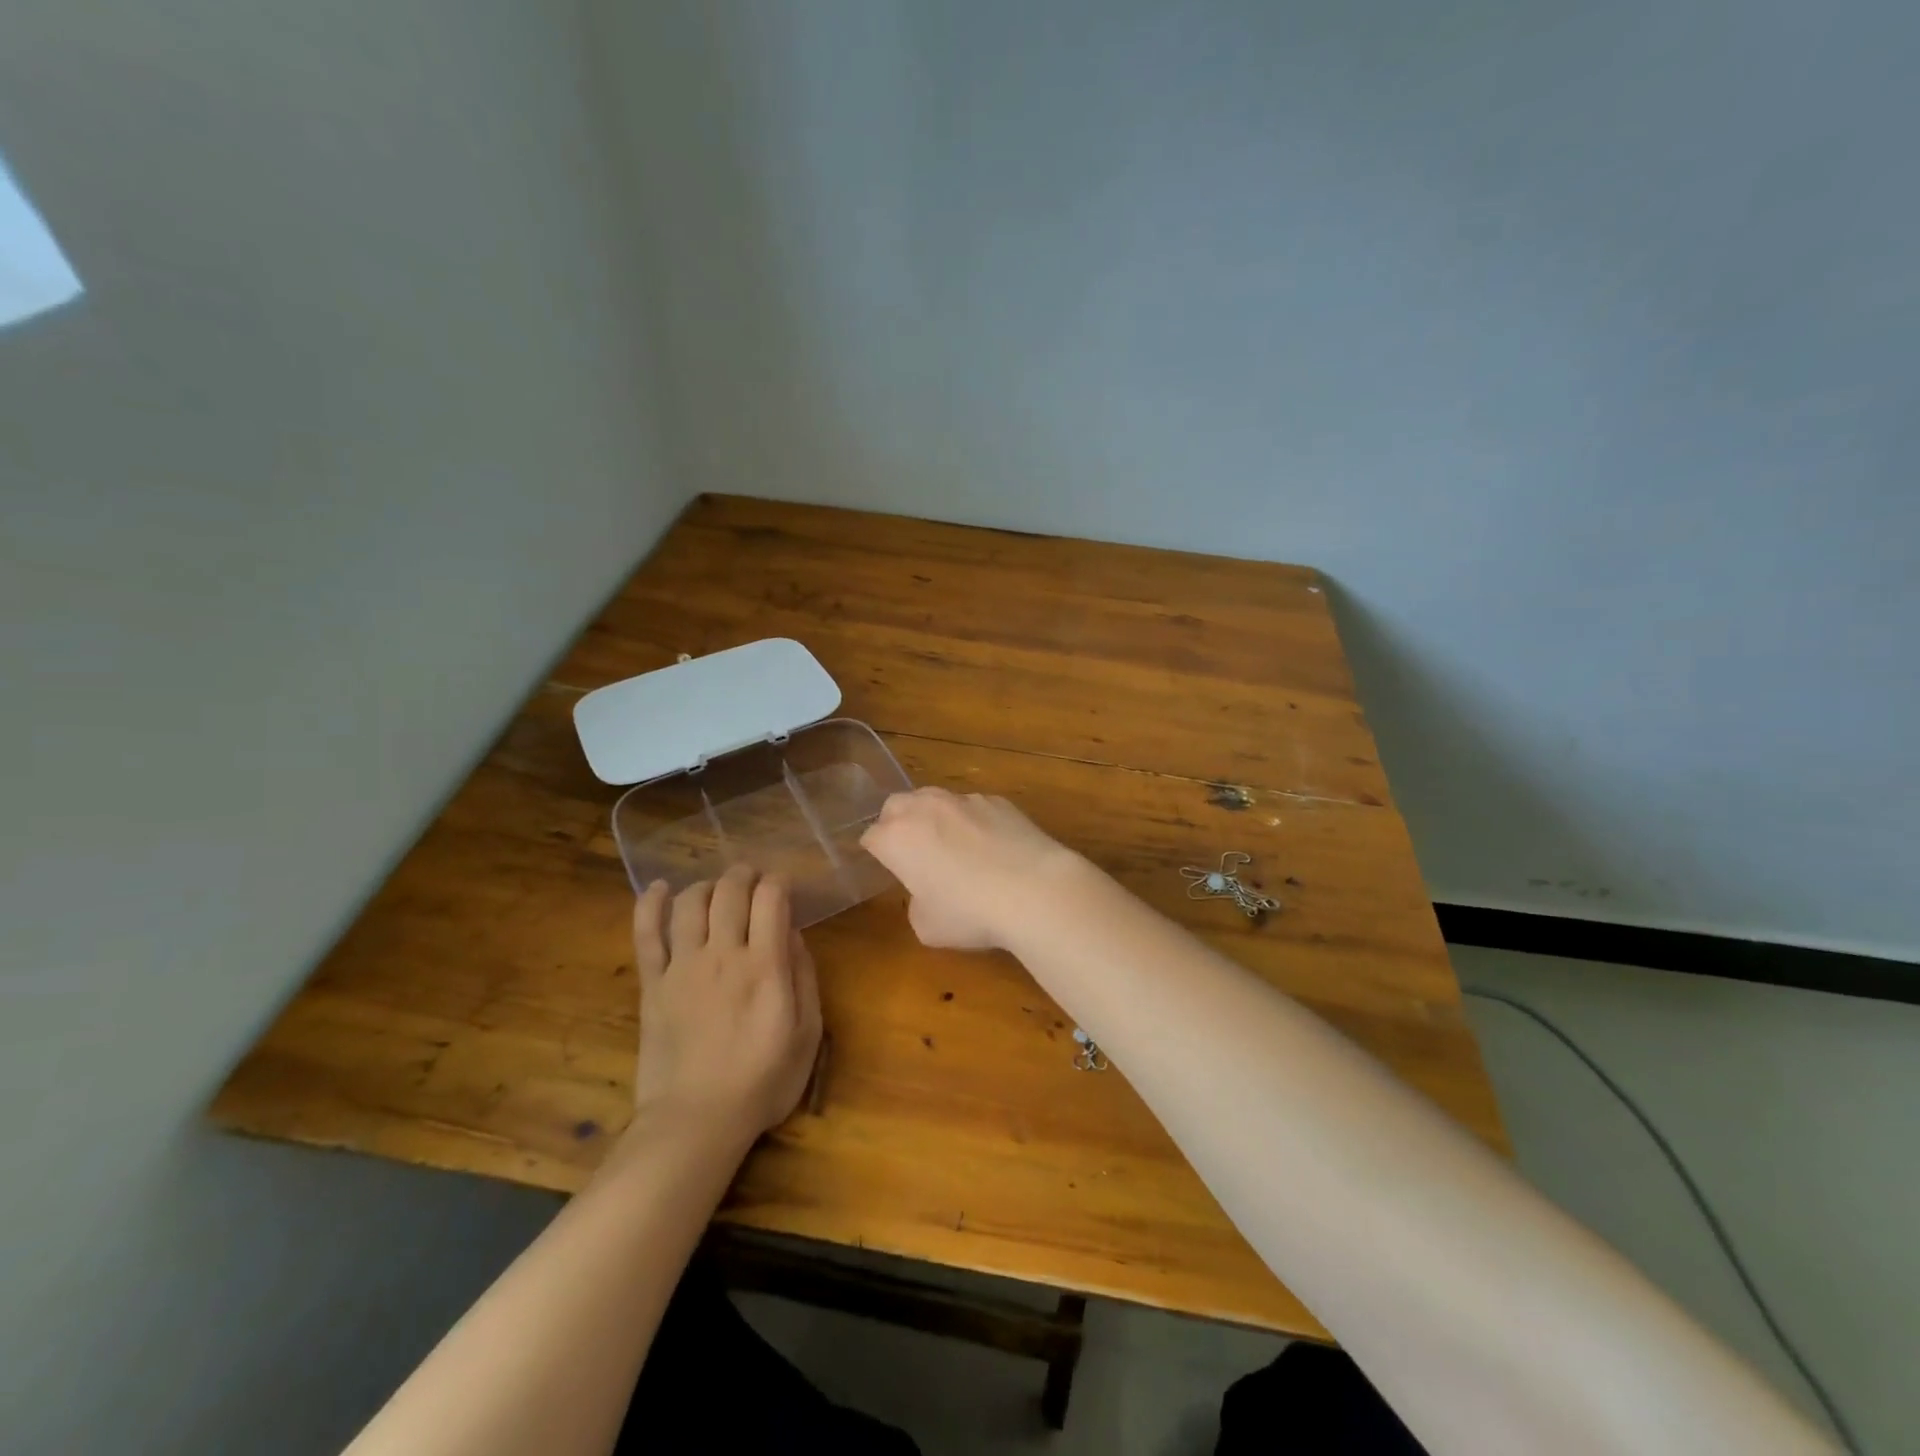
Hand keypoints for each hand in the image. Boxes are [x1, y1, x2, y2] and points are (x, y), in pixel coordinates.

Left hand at [628, 865, 822, 1146]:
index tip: (785, 887)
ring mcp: (683, 967)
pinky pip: (647, 933)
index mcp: (765, 966)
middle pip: (730, 891)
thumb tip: (793, 934)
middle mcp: (723, 955)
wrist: (695, 1122)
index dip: (780, 881)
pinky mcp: (653, 984)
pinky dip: (652, 904)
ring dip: (708, 885)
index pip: (771, 898)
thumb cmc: (762, 1082)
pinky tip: (660, 888)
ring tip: (718, 891)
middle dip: (745, 875)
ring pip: (691, 903)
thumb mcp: (807, 1034)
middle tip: (753, 880)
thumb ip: (804, 977)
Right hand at [859, 787, 1090, 950]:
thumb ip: (916, 902)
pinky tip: (990, 846)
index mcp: (897, 837)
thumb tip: (927, 891)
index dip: (876, 854)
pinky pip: (973, 806)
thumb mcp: (927, 926)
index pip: (870, 837)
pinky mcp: (998, 800)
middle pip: (896, 805)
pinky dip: (971, 821)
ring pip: (935, 799)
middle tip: (912, 852)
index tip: (887, 869)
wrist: (1035, 890)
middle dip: (897, 824)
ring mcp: (964, 799)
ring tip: (952, 846)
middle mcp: (925, 808)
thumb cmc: (970, 913)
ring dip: (933, 817)